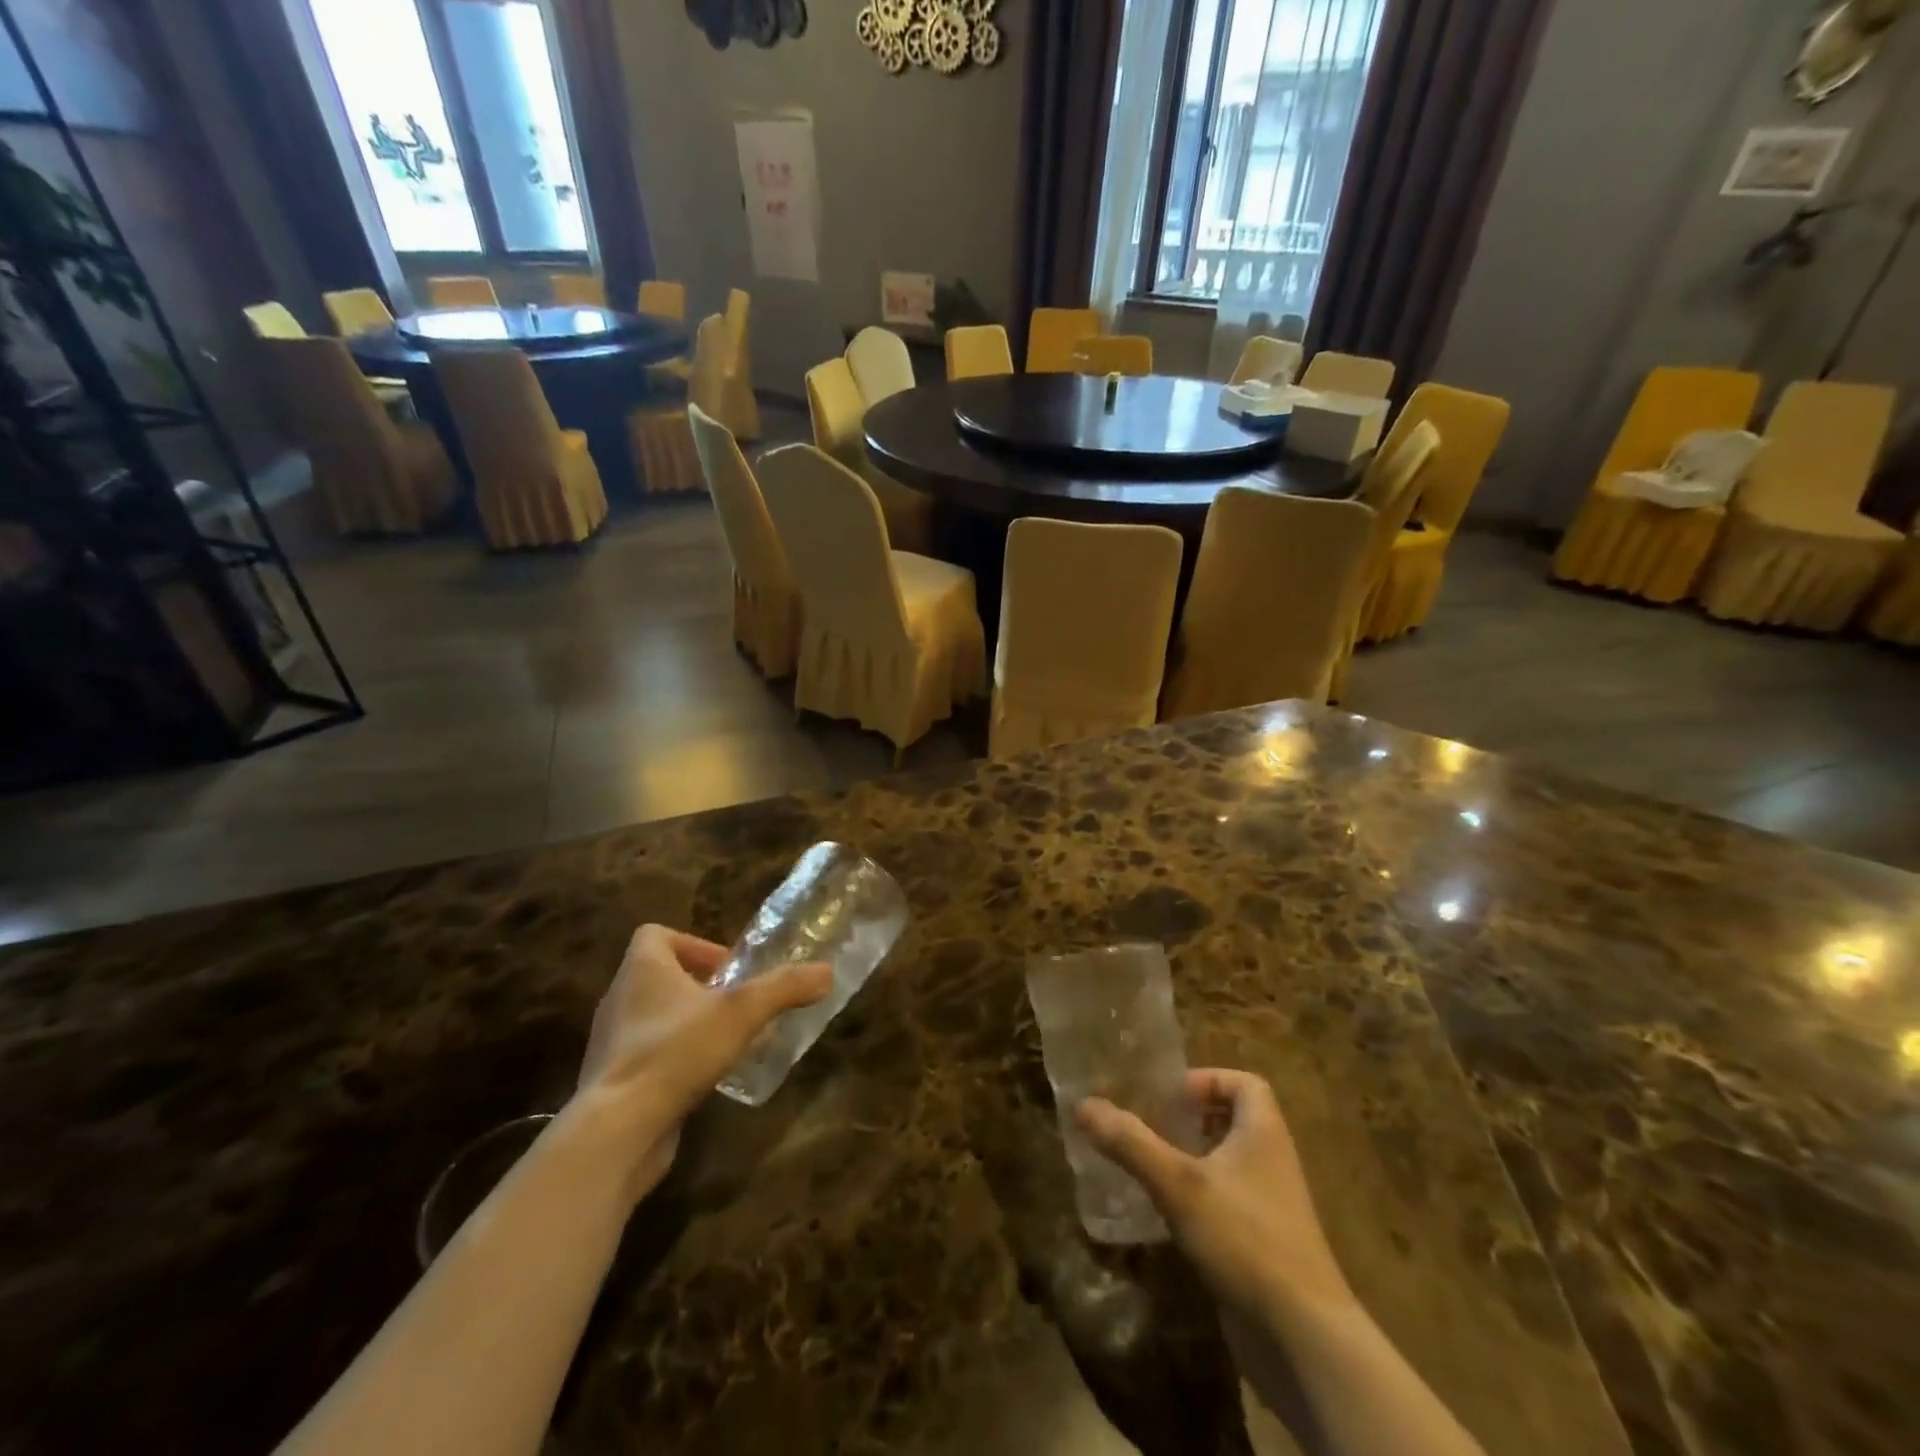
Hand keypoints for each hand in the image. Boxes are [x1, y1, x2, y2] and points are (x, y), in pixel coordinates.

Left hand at [569, 925, 829, 1198]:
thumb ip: (785, 988)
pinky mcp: (614, 1083)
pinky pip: (649, 1056)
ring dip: (691, 1023)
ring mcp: (613, 1044)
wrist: (616, 1131)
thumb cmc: (675, 1052)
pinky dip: (677, 1059)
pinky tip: (706, 1079)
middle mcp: (620, 999)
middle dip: (701, 987)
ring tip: (729, 1042)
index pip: (655, 935)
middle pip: (660, 976)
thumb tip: (826, 972)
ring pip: (655, 1018)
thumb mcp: (741, 1012)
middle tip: (738, 1005)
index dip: (693, 944)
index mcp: (641, 969)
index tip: (727, 970)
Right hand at [1076, 1069, 1353, 1318]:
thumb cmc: (1245, 1239)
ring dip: (1189, 1159)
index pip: (1245, 1083)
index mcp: (1264, 1133)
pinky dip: (1196, 1199)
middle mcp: (1271, 1162)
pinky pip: (1225, 1203)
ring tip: (1147, 1164)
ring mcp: (1269, 1207)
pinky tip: (1163, 1215)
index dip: (1207, 1080)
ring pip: (1227, 1164)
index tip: (1169, 1097)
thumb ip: (1130, 1142)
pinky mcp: (1261, 1245)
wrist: (1302, 1339)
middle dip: (1190, 1119)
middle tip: (1149, 1125)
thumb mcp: (1179, 1184)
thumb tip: (1082, 1105)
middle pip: (1232, 1121)